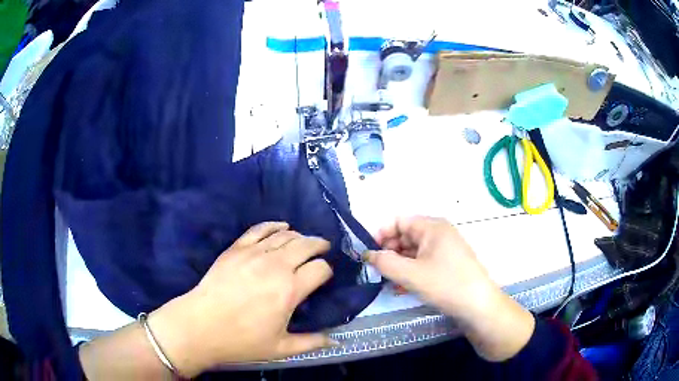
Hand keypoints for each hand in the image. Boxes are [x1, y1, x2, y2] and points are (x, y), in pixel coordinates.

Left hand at [149, 222, 335, 376]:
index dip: (327, 271)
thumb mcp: (281, 348)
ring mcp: (254, 254)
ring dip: (300, 236)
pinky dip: (274, 225)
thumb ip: (311, 343)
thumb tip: (335, 340)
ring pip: (285, 235)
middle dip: (319, 245)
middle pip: (306, 245)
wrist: (201, 326)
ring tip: (305, 242)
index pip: (320, 269)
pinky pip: (260, 229)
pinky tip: (282, 226)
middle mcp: (275, 266)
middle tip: (323, 249)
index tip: (324, 277)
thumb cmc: (241, 340)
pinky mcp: (236, 248)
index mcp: (289, 290)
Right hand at [365, 216, 534, 361]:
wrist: (478, 305)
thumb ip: (385, 262)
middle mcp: (439, 233)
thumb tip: (367, 255)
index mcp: (432, 227)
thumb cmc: (445, 284)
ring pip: (414, 251)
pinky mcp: (448, 264)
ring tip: (387, 281)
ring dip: (398, 264)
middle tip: (377, 270)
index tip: (368, 253)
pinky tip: (401, 288)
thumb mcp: (410, 274)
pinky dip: (411, 271)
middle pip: (406, 235)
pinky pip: (423, 262)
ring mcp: (445, 249)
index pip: (399, 221)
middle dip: (389, 252)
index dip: (381, 234)